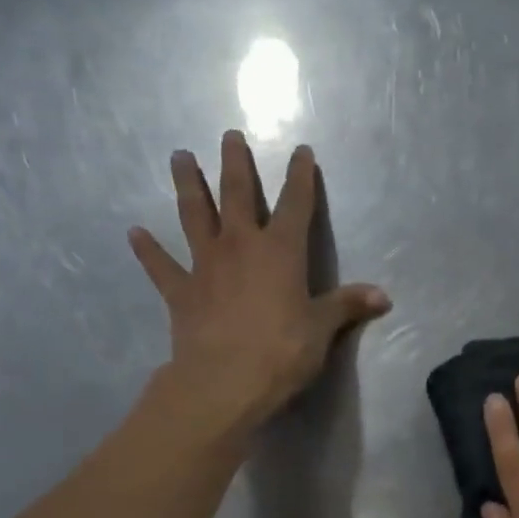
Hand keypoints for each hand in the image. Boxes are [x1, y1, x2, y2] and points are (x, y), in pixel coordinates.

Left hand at [129, 131, 389, 433]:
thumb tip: (384, 296)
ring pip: (194, 215)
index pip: (295, 204)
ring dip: (188, 185)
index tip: (301, 151)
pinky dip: (148, 250)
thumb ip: (347, 306)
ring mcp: (206, 265)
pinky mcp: (181, 291)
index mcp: (281, 252)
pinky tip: (134, 233)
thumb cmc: (282, 352)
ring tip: (179, 156)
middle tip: (229, 135)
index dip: (300, 176)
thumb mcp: (322, 330)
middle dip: (235, 163)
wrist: (225, 381)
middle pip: (237, 194)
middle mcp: (240, 246)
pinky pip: (161, 266)